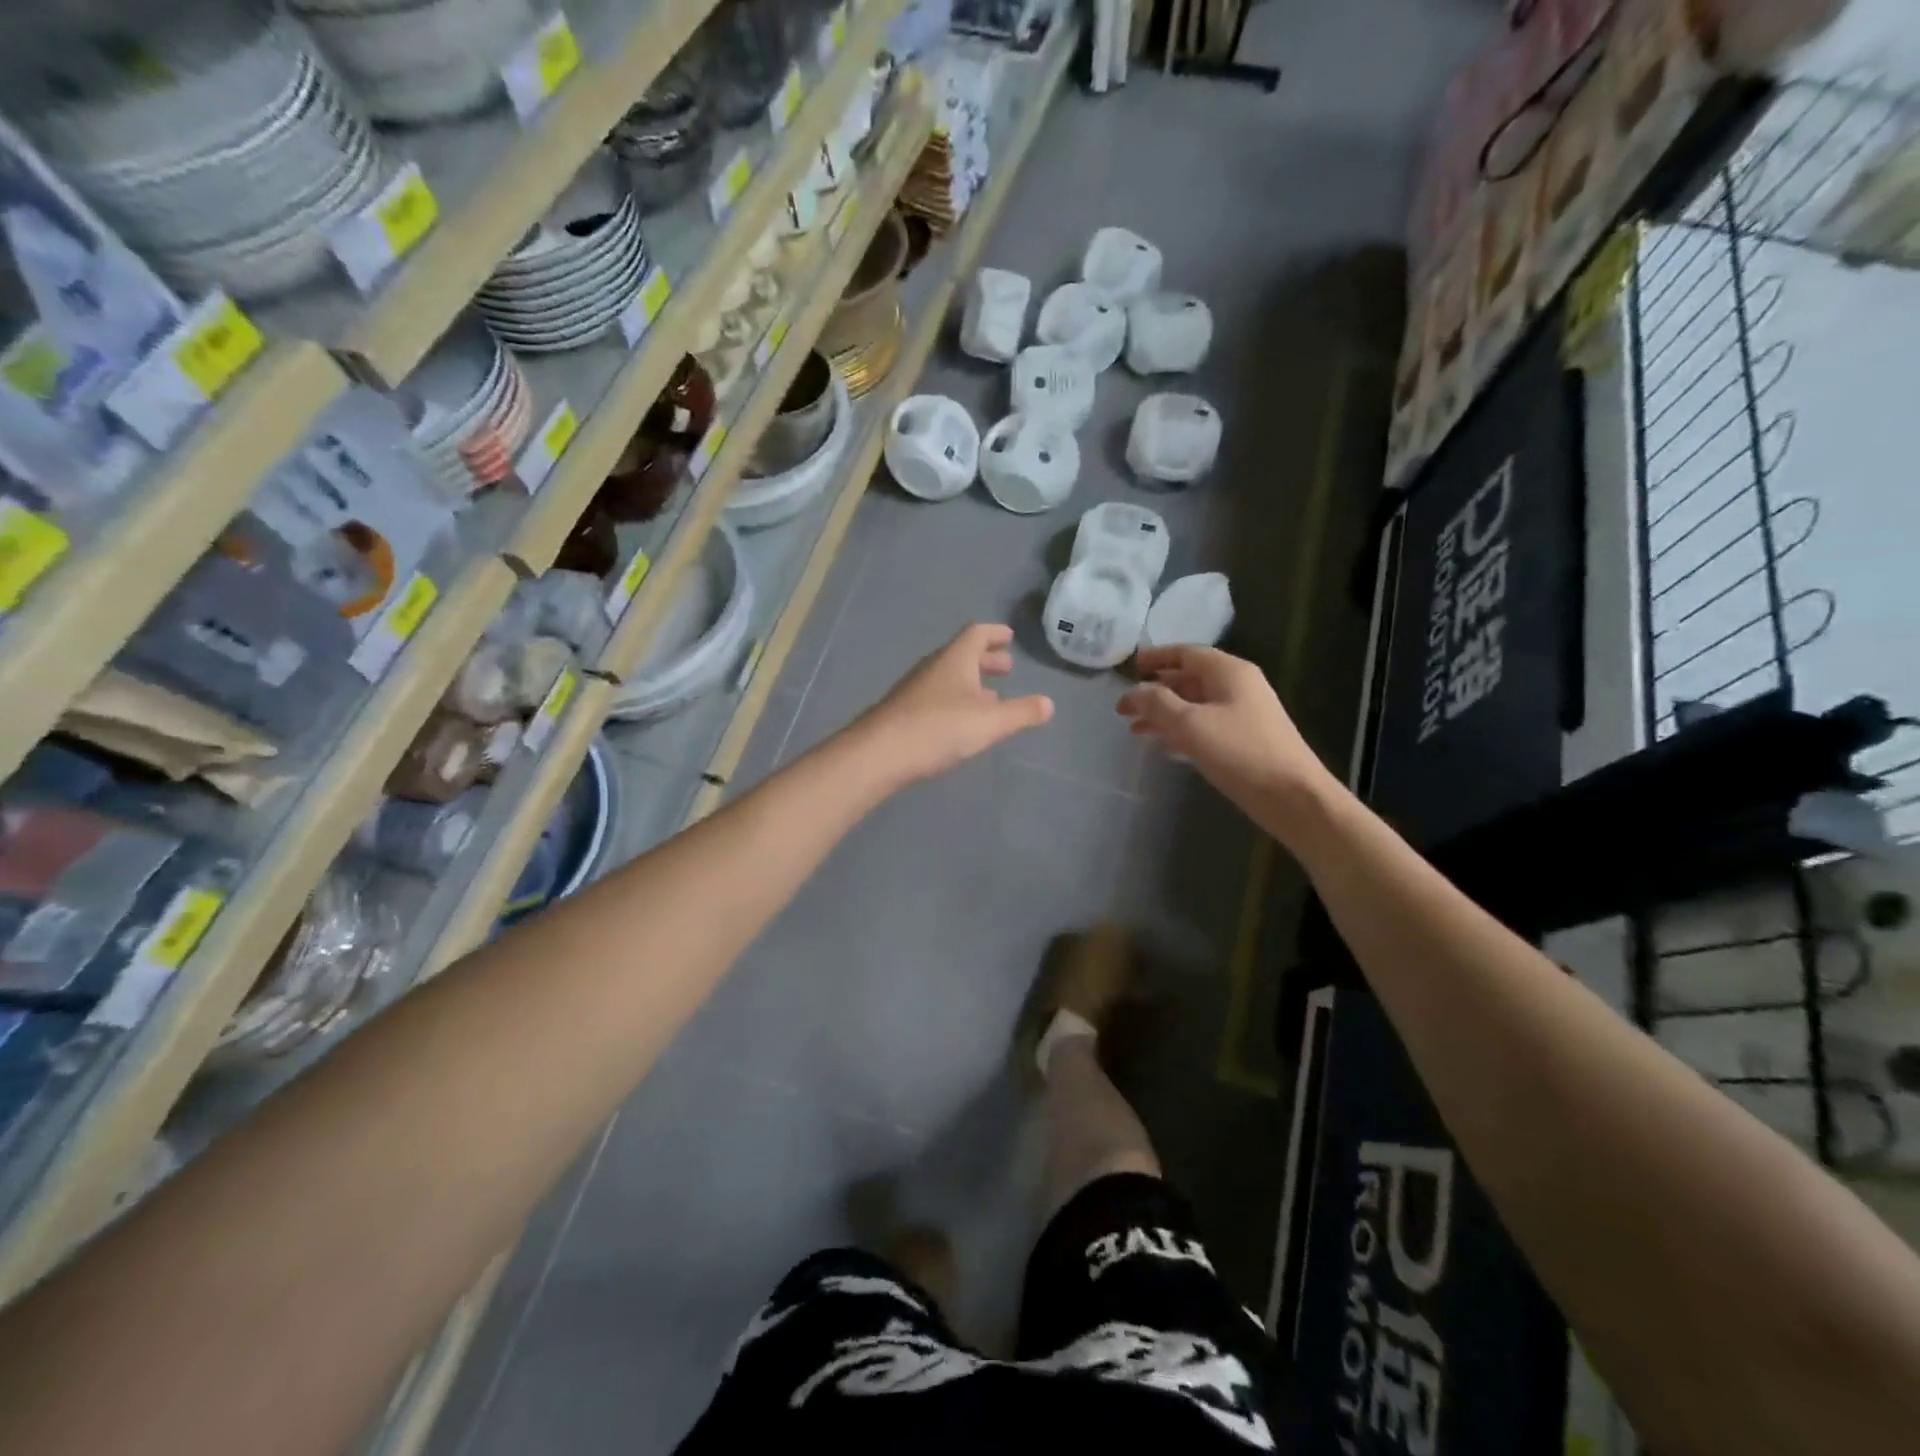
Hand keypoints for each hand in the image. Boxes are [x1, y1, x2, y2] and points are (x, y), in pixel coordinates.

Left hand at [859, 624, 1053, 783]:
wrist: (880, 753)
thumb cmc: (940, 728)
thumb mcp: (990, 723)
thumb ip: (1021, 713)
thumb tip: (1048, 704)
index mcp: (955, 659)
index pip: (976, 634)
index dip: (994, 634)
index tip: (1009, 637)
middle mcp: (933, 667)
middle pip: (962, 655)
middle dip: (986, 660)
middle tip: (1007, 668)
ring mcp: (915, 690)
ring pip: (949, 677)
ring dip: (972, 683)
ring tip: (992, 698)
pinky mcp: (904, 712)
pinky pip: (937, 697)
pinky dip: (956, 701)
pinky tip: (962, 722)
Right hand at [1116, 645, 1332, 818]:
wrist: (1292, 796)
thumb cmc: (1240, 752)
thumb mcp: (1191, 724)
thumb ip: (1158, 703)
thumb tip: (1134, 692)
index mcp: (1229, 672)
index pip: (1186, 653)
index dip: (1157, 658)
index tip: (1131, 668)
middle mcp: (1237, 687)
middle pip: (1188, 680)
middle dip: (1155, 692)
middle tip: (1124, 709)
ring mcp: (1242, 715)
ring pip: (1194, 706)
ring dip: (1164, 715)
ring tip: (1135, 731)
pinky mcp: (1243, 741)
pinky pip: (1204, 727)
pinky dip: (1181, 732)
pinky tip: (1163, 746)